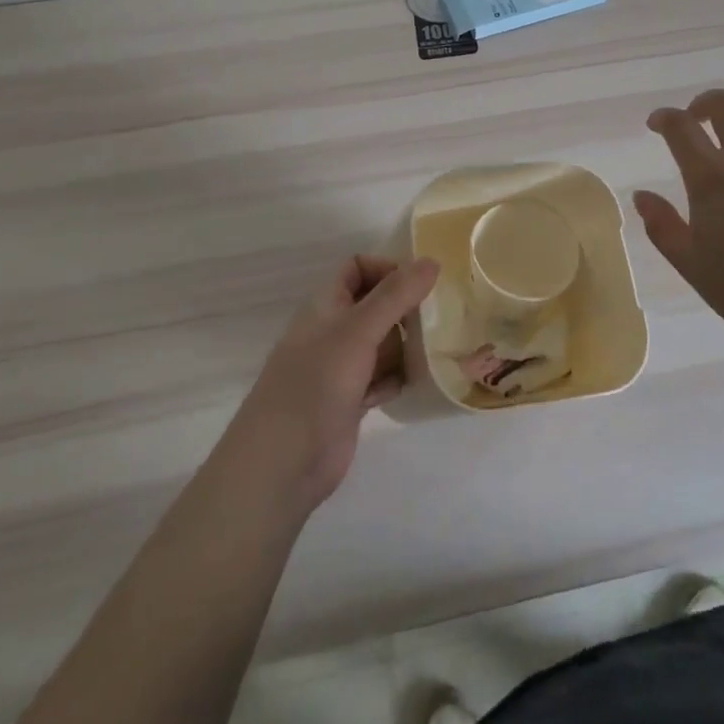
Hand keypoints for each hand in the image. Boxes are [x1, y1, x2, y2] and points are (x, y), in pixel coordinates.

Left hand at [223, 255, 439, 516]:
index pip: (358, 268)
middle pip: (375, 305)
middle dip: (405, 308)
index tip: (421, 284)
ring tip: (437, 348)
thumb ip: (395, 295)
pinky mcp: (350, 401)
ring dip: (407, 345)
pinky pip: (382, 377)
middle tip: (441, 316)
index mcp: (326, 305)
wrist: (283, 463)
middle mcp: (333, 331)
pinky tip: (416, 382)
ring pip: (382, 343)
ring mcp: (341, 368)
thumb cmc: (317, 383)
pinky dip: (398, 377)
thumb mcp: (358, 330)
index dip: (387, 269)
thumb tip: (432, 260)